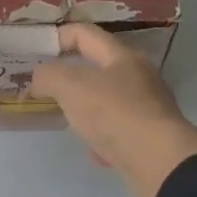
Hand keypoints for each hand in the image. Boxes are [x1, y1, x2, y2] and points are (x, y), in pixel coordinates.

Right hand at [31, 25, 196, 196]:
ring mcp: (148, 108)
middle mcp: (139, 77)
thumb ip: (48, 76)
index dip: (59, 36)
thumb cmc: (114, 112)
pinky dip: (102, 136)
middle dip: (71, 74)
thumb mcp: (70, 86)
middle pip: (99, 67)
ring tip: (66, 117)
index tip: (37, 52)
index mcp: (122, 56)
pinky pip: (119, 130)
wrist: (159, 162)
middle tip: (46, 85)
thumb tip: (39, 78)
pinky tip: (93, 150)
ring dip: (86, 106)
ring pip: (109, 100)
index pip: (85, 34)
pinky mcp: (151, 138)